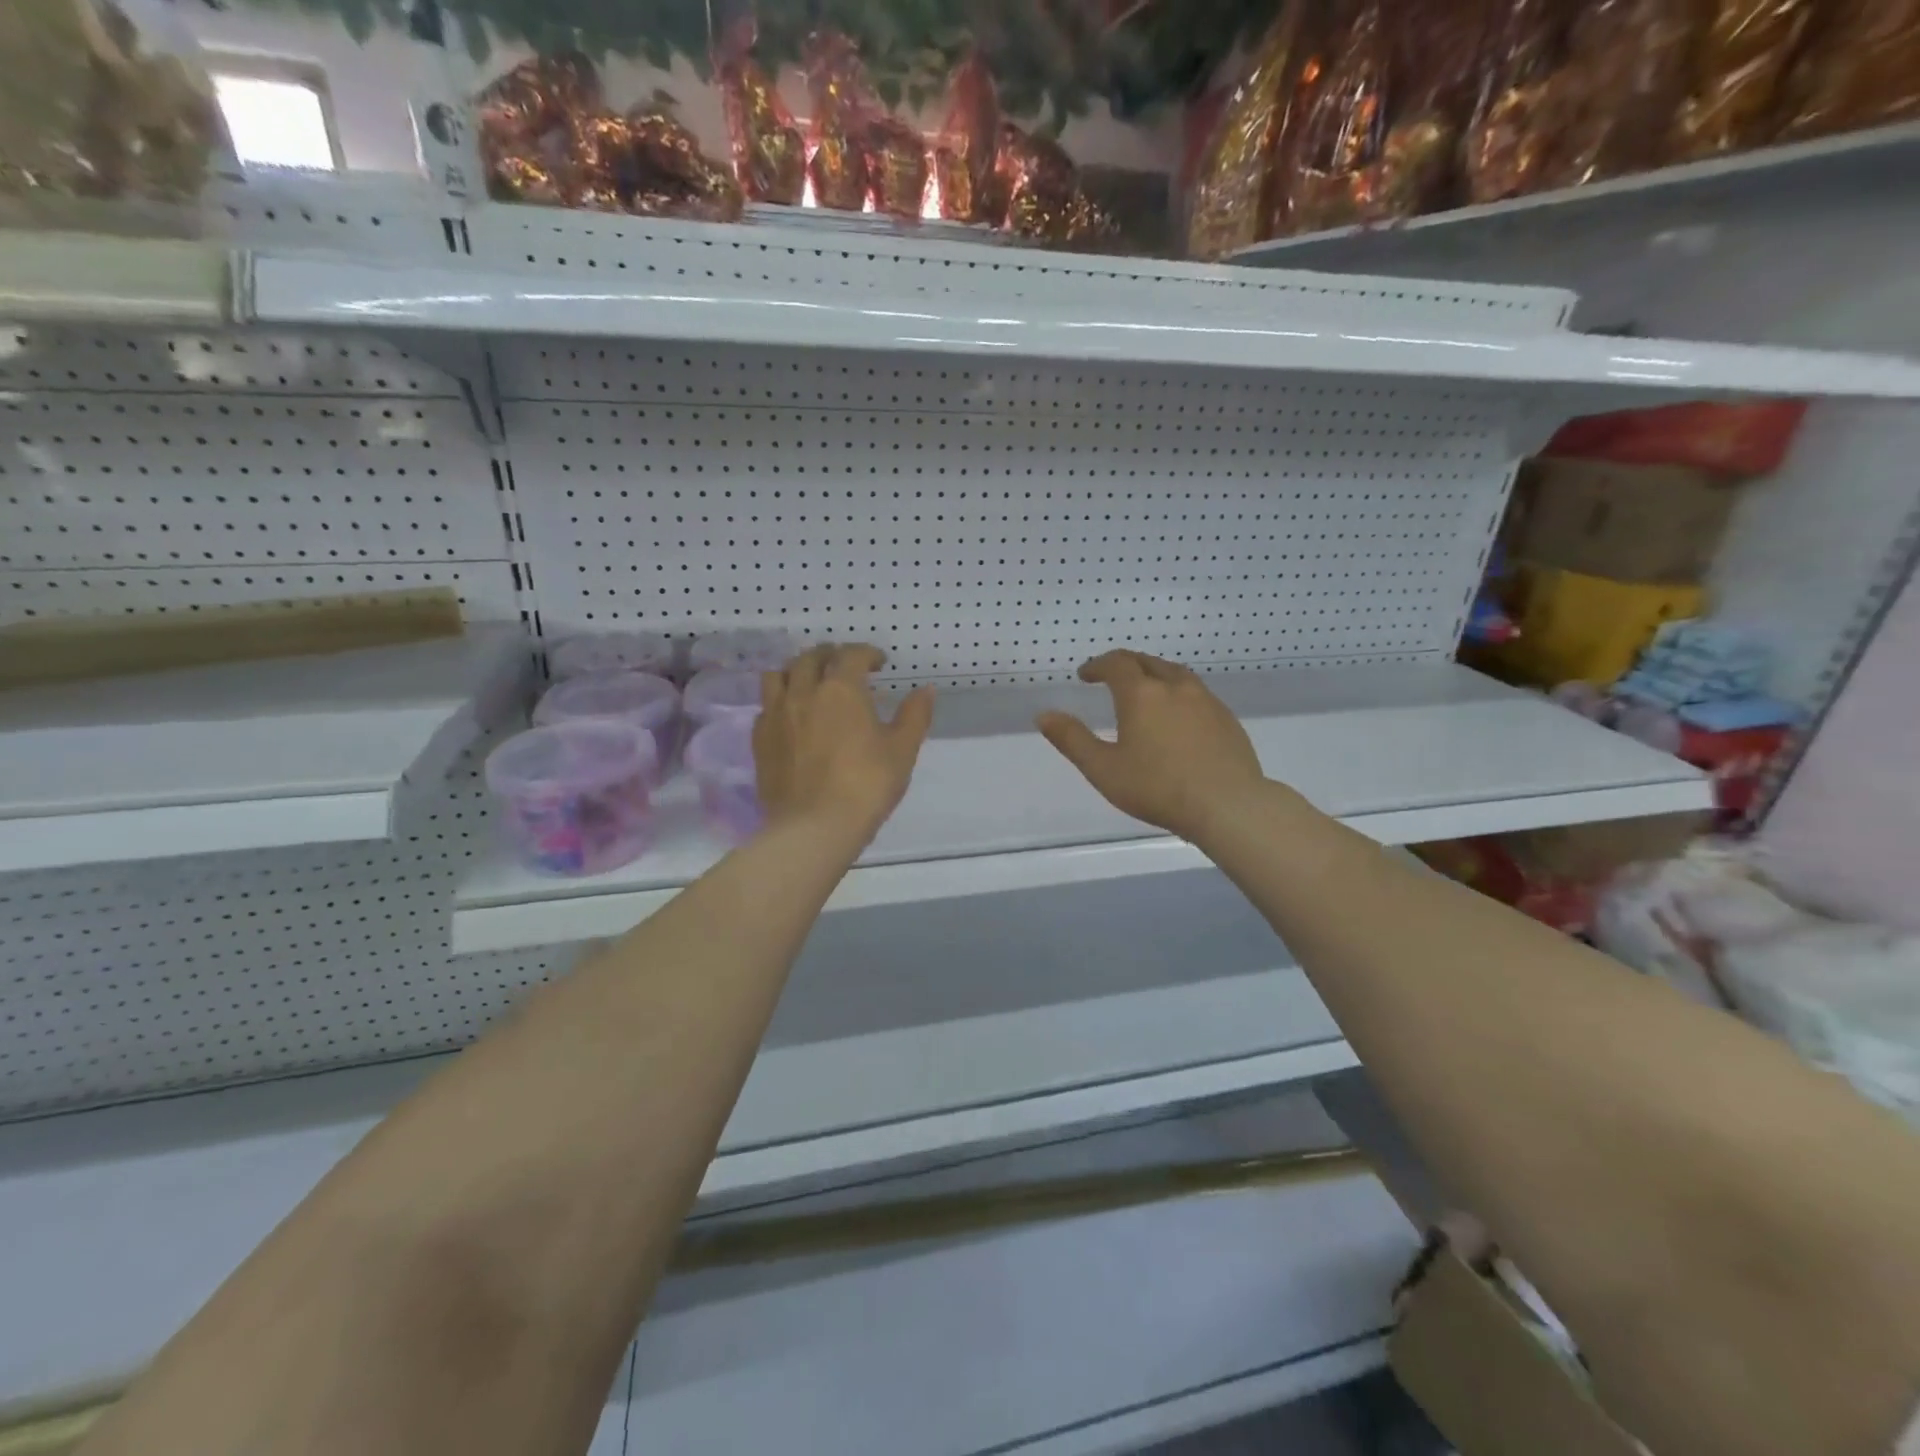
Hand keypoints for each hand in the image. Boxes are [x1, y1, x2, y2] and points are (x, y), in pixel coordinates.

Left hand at [754, 643, 934, 844]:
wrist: (815, 827)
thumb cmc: (866, 785)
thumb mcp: (902, 750)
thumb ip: (914, 716)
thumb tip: (926, 690)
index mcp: (840, 689)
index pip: (851, 655)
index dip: (866, 653)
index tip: (879, 662)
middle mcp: (803, 692)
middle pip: (810, 658)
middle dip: (830, 655)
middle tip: (844, 666)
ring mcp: (775, 715)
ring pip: (779, 676)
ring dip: (797, 671)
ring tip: (810, 683)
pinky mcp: (759, 740)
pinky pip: (766, 707)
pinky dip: (780, 702)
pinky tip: (791, 717)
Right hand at [1037, 650, 1265, 843]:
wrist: (1228, 804)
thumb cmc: (1158, 788)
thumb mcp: (1103, 769)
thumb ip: (1072, 740)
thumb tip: (1043, 715)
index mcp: (1142, 694)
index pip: (1116, 664)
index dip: (1097, 665)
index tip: (1085, 675)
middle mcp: (1175, 687)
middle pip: (1146, 662)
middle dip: (1124, 664)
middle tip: (1110, 676)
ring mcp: (1206, 700)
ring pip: (1175, 674)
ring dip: (1153, 674)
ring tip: (1144, 690)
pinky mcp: (1226, 718)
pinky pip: (1196, 693)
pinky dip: (1177, 693)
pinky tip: (1177, 716)